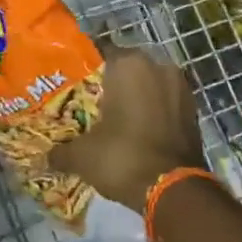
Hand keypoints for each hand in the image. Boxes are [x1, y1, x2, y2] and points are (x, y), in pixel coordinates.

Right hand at [46, 46, 206, 211]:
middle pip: (124, 67)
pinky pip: (164, 102)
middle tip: (88, 103)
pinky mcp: (193, 109)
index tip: (68, 82)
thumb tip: (47, 157)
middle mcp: (157, 66)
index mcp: (128, 64)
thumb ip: (61, 151)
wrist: (174, 191)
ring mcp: (180, 87)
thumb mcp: (82, 156)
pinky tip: (136, 130)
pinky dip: (151, 111)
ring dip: (133, 97)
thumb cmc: (123, 157)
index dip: (81, 67)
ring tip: (113, 118)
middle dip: (108, 83)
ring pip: (148, 84)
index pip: (97, 51)